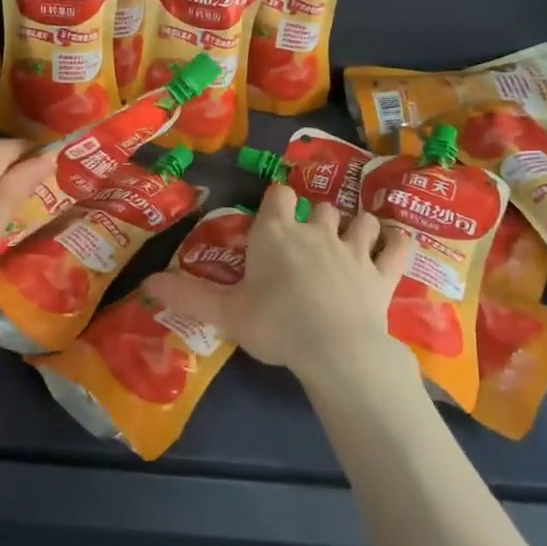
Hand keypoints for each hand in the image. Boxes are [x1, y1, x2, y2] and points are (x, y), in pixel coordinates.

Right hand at [147, 183, 411, 380]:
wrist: (335, 349)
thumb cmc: (275, 325)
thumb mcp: (225, 313)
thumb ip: (188, 297)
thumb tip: (147, 283)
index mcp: (276, 234)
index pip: (278, 196)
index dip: (277, 199)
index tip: (274, 212)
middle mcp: (316, 232)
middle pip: (321, 207)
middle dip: (316, 216)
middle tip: (308, 239)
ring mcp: (355, 250)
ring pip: (362, 220)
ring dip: (357, 225)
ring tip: (352, 238)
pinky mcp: (383, 273)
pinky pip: (399, 246)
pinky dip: (399, 243)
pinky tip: (395, 245)